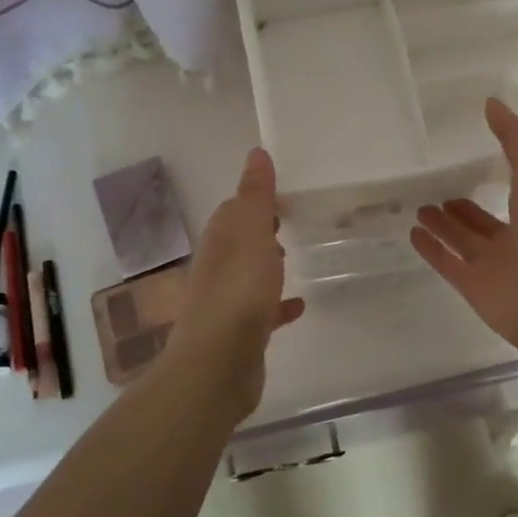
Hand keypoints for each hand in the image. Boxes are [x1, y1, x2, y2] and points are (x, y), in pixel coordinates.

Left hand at [168, 147, 304, 414]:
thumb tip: (256, 153)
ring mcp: (226, 301)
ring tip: (295, 257)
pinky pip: (263, 310)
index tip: (285, 193)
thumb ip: (256, 195)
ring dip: (268, 264)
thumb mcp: (252, 232)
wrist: (218, 364)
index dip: (256, 199)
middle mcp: (218, 267)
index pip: (234, 209)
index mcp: (219, 240)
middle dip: (262, 230)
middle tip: (294, 221)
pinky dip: (278, 304)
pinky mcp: (240, 333)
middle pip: (241, 240)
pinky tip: (299, 306)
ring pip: (249, 274)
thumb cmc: (238, 290)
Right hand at [410, 98, 517, 355]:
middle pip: (483, 219)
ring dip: (443, 225)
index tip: (470, 153)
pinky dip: (431, 250)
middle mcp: (517, 237)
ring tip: (420, 207)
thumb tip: (491, 103)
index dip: (496, 171)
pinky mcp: (473, 287)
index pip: (515, 187)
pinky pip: (448, 264)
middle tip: (435, 187)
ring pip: (463, 241)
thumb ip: (515, 137)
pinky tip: (413, 233)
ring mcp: (495, 265)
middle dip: (462, 205)